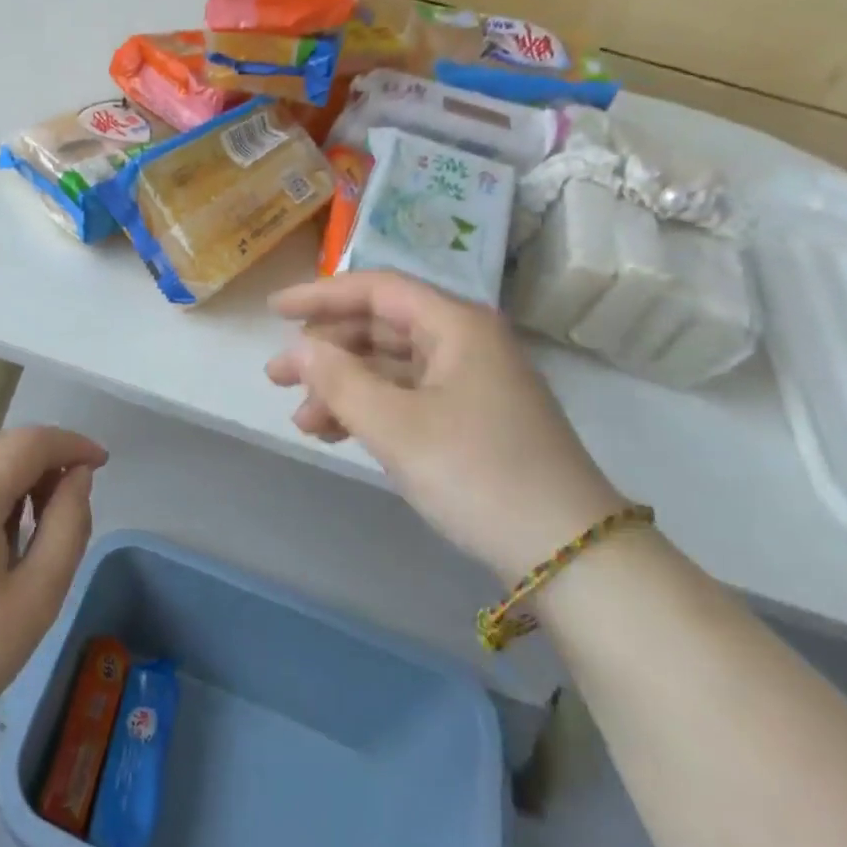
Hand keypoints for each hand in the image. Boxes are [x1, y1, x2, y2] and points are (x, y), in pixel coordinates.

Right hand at [266, 271, 625, 576]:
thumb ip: (339, 381)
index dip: (321, 295)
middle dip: (326, 350)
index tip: (274, 311)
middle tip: (277, 377)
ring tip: (302, 420)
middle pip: (381, 327)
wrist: (571, 557)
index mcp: (457, 325)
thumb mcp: (397, 427)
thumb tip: (298, 348)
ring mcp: (472, 383)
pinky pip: (408, 397)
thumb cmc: (479, 474)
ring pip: (391, 367)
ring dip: (343, 387)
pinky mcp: (473, 420)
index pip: (377, 289)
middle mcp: (466, 342)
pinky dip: (370, 410)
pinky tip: (336, 433)